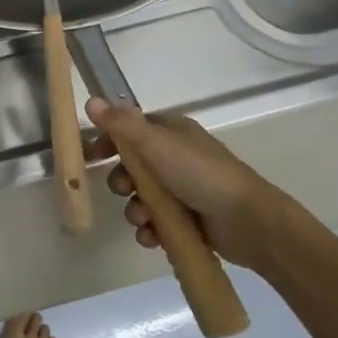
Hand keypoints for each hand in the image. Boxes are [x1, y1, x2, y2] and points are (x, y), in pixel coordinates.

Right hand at [85, 99, 294, 272]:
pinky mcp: (188, 219)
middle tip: (123, 189)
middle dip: (121, 182)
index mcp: (171, 133)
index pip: (130, 130)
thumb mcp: (156, 144)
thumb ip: (121, 124)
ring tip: (144, 220)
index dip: (108, 141)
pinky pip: (156, 222)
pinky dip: (150, 230)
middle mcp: (176, 158)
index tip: (89, 156)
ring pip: (141, 197)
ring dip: (134, 210)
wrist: (248, 221)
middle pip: (132, 167)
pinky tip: (152, 237)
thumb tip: (91, 100)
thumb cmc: (200, 174)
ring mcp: (183, 190)